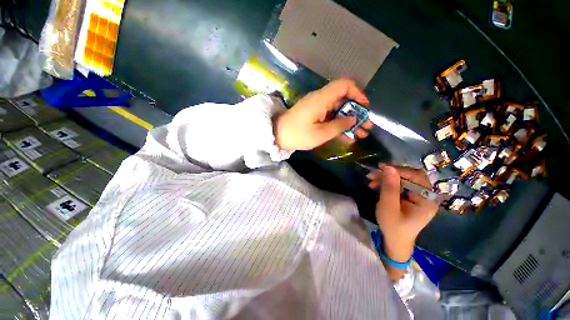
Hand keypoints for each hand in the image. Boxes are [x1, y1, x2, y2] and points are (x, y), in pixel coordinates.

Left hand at [273, 79, 372, 150]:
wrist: (277, 136)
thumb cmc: (297, 134)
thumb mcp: (320, 133)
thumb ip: (339, 125)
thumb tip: (353, 119)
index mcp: (321, 99)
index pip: (344, 85)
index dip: (357, 93)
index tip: (364, 107)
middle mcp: (320, 100)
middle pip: (343, 100)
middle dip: (357, 113)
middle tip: (367, 126)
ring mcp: (317, 108)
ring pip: (338, 110)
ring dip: (349, 121)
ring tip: (361, 134)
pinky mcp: (313, 115)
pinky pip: (329, 117)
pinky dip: (338, 125)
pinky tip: (347, 136)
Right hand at [368, 165, 438, 261]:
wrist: (394, 241)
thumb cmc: (393, 226)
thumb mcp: (389, 206)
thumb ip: (390, 187)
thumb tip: (388, 167)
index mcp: (427, 200)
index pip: (417, 177)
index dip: (400, 170)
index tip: (381, 167)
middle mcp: (425, 195)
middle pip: (409, 177)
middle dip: (389, 174)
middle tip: (372, 173)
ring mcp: (417, 196)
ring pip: (401, 180)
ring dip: (385, 178)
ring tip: (370, 180)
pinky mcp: (409, 197)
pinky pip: (398, 185)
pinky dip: (386, 184)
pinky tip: (374, 185)